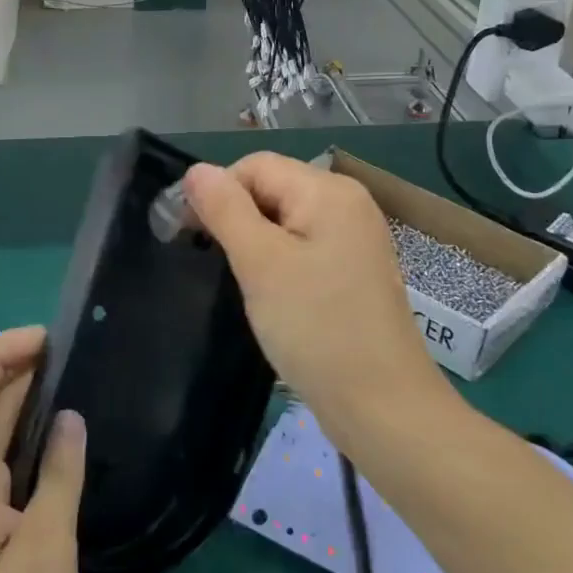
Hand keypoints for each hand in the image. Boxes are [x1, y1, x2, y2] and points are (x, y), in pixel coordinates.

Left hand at [0, 327, 88, 572]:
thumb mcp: (48, 559)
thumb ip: (58, 480)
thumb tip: (68, 417)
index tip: (47, 338)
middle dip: (15, 371)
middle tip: (72, 352)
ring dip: (23, 404)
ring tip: (73, 380)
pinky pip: (5, 473)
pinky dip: (30, 443)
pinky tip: (65, 443)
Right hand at [183, 154, 456, 445]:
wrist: (382, 407)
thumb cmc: (317, 328)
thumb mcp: (260, 263)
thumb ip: (225, 209)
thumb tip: (196, 170)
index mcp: (328, 190)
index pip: (255, 166)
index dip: (217, 192)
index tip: (189, 234)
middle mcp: (347, 203)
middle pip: (271, 188)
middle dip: (236, 218)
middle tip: (215, 263)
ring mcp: (354, 237)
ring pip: (284, 220)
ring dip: (255, 243)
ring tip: (243, 282)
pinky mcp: (354, 269)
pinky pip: (303, 246)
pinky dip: (278, 262)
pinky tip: (271, 295)